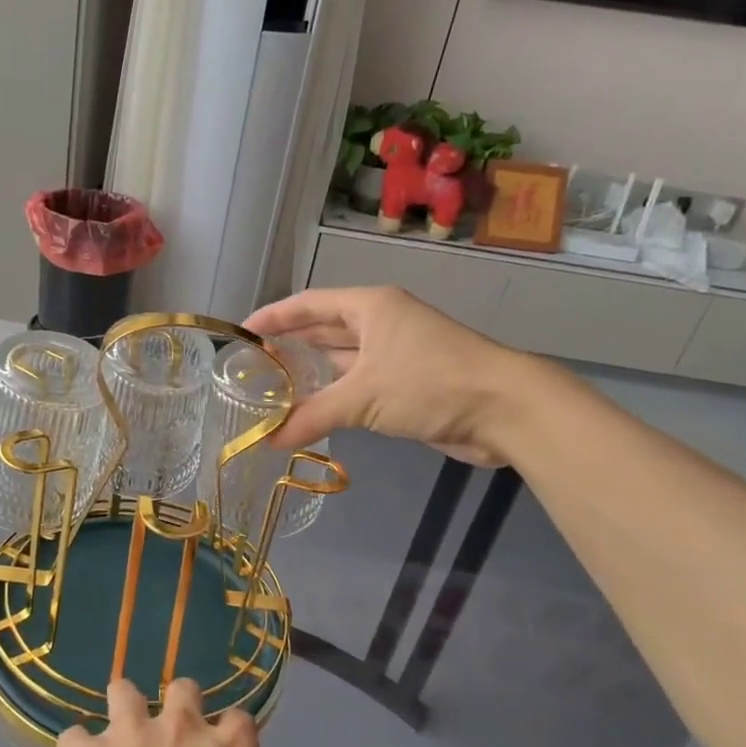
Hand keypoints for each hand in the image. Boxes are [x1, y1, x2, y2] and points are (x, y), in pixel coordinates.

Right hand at [245, 286, 535, 464]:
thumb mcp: (363, 396)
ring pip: (341, 361)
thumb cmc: (429, 382)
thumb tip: (268, 442)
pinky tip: (309, 411)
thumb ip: (312, 416)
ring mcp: (395, 354)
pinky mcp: (406, 385)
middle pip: (323, 330)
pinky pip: (357, 386)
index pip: (309, 304)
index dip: (274, 316)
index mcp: (370, 307)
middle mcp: (381, 324)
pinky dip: (333, 397)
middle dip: (289, 345)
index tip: (241, 332)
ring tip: (271, 389)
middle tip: (251, 365)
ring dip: (310, 375)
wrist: (503, 410)